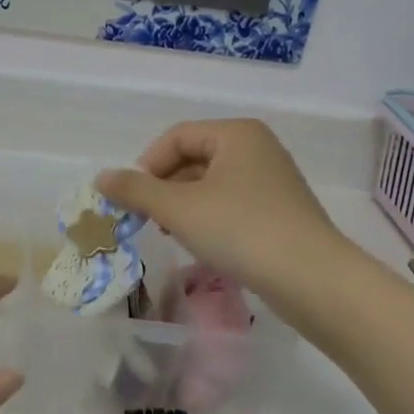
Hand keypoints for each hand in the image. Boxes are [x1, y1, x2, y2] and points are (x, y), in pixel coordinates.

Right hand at [96, 119, 345, 297]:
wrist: (312, 279)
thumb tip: (101, 178)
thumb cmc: (241, 230)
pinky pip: (231, 204)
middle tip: (148, 220)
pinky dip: (209, 218)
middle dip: (164, 187)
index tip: (134, 200)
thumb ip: (136, 191)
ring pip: (211, 184)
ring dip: (183, 205)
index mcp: (236, 134)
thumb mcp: (178, 209)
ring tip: (172, 234)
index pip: (176, 136)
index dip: (147, 165)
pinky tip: (204, 245)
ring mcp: (273, 180)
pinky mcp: (281, 212)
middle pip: (193, 158)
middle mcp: (257, 148)